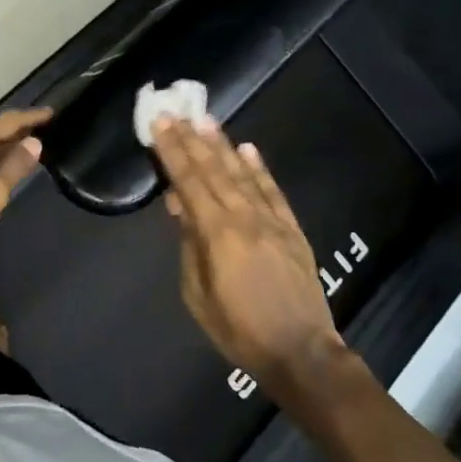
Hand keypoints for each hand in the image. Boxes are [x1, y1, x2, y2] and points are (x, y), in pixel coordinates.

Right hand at [151, 116, 347, 394]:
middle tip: (176, 110)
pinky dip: (259, 168)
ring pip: (242, 174)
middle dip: (192, 139)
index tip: (159, 123)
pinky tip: (247, 149)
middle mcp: (245, 217)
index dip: (172, 151)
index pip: (189, 181)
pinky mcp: (292, 229)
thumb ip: (189, 246)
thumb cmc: (238, 329)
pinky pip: (273, 191)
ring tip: (206, 119)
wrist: (301, 351)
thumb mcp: (197, 294)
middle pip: (214, 169)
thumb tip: (181, 207)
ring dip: (222, 145)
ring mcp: (272, 220)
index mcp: (217, 233)